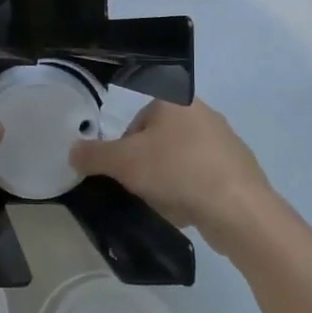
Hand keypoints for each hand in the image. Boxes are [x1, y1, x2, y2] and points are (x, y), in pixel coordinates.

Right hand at [69, 98, 284, 244]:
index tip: (123, 168)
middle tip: (138, 186)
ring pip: (179, 160)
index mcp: (177, 100)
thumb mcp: (123, 162)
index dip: (124, 145)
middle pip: (158, 139)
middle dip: (145, 164)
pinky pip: (201, 178)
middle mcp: (203, 113)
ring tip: (162, 203)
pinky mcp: (238, 170)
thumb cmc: (176, 171)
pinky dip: (189, 192)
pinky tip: (185, 211)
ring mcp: (225, 142)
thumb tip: (73, 151)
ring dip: (166, 180)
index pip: (137, 117)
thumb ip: (93, 155)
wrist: (238, 209)